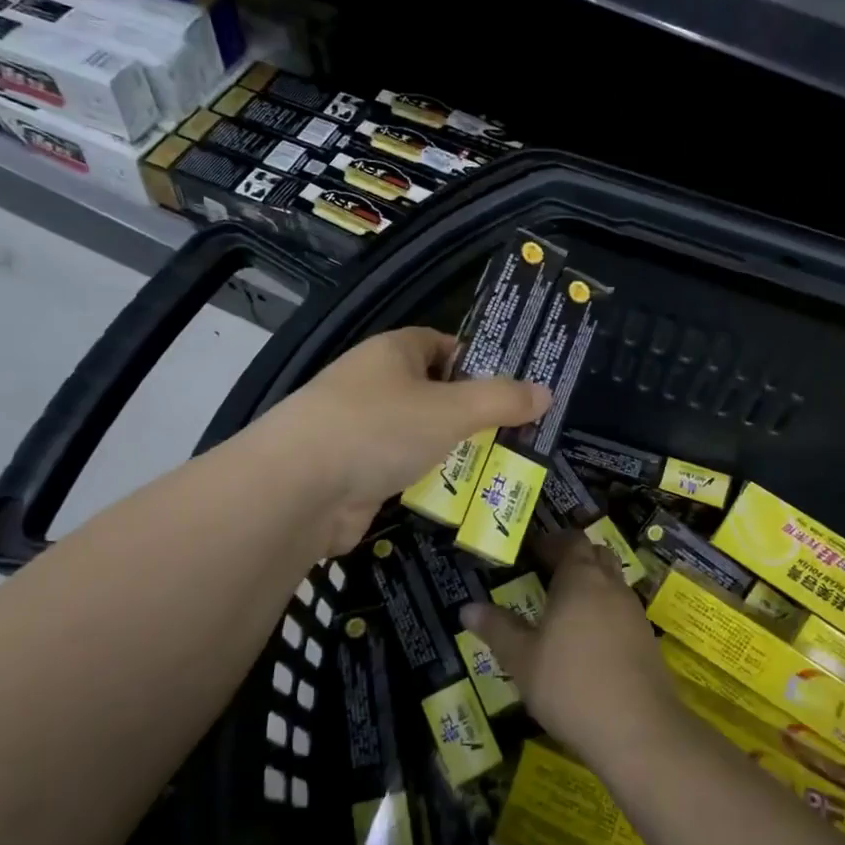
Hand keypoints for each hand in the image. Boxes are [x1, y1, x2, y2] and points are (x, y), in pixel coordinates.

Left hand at [256, 327, 549, 555]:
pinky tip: (464, 500)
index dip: (478, 362)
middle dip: (475, 416)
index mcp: (392, 353)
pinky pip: (406, 472)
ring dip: (457, 454)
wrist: (299, 490)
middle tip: (521, 436)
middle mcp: (375, 386)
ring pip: (423, 438)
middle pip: (436, 395)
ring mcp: (362, 432)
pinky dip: (432, 483)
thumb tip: (545, 391)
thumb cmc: (378, 428)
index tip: (514, 389)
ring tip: (506, 471)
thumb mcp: (450, 409)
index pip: (442, 345)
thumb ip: (500, 401)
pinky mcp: (356, 474)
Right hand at [460, 534, 681, 771]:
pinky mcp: (648, 641)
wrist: (639, 730)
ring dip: (593, 586)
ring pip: (613, 584)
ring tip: (567, 608)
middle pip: (597, 556)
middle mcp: (611, 587)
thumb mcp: (522, 660)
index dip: (552, 542)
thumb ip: (497, 629)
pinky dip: (606, 613)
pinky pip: (623, 612)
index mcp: (580, 580)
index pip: (570, 542)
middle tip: (549, 573)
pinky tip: (590, 641)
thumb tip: (467, 608)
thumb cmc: (571, 685)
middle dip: (575, 558)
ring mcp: (634, 613)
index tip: (533, 550)